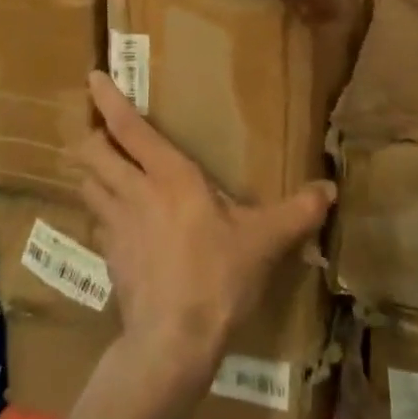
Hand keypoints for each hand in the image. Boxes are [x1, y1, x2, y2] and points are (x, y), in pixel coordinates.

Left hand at [74, 72, 333, 378]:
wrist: (172, 341)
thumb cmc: (218, 277)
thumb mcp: (264, 241)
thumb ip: (297, 212)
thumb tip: (331, 189)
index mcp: (169, 176)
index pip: (128, 127)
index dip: (108, 99)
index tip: (93, 77)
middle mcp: (134, 191)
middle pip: (92, 151)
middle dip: (92, 136)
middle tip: (100, 130)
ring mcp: (115, 225)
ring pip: (86, 183)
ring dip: (90, 171)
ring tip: (103, 168)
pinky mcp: (108, 257)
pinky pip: (95, 222)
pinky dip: (99, 212)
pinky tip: (115, 221)